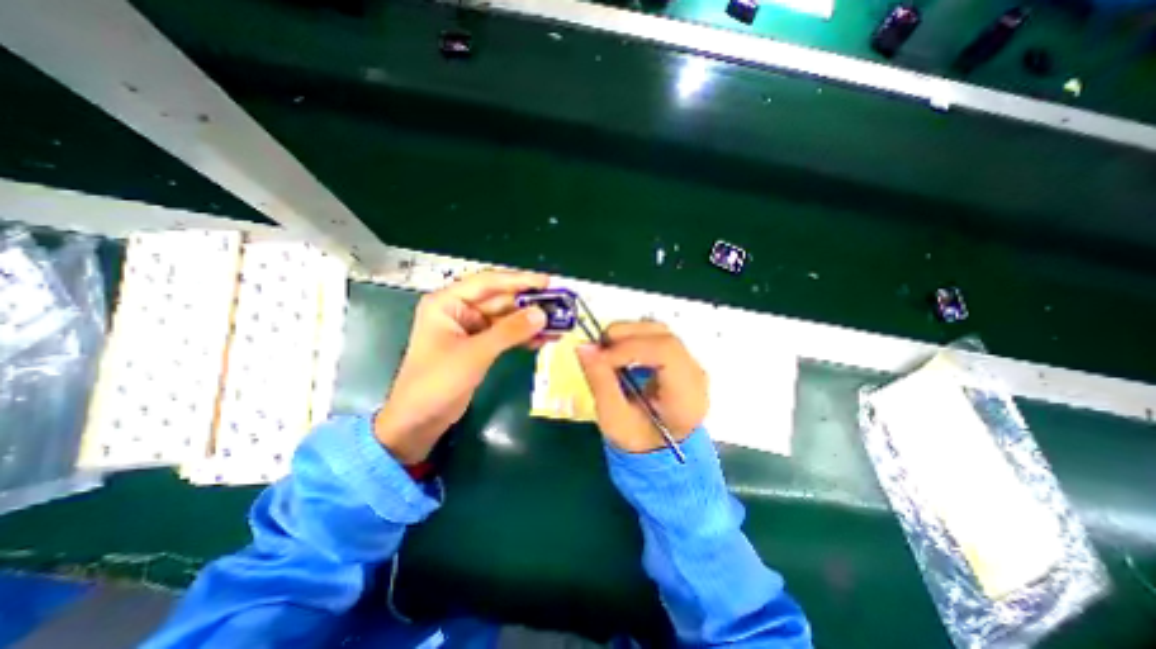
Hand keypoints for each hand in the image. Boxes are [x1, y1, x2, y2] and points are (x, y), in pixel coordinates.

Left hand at [373, 271, 546, 463]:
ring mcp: (469, 328)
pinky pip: (505, 335)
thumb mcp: (475, 354)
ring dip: (529, 322)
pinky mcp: (478, 345)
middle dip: (529, 304)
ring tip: (558, 324)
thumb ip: (509, 332)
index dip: (519, 280)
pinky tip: (543, 339)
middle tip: (559, 305)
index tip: (548, 282)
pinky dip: (523, 337)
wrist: (418, 421)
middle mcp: (459, 310)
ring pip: (506, 318)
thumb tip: (542, 314)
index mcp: (447, 302)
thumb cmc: (437, 382)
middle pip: (500, 300)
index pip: (489, 283)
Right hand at [577, 322, 708, 453]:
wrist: (659, 449)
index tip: (600, 357)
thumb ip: (600, 382)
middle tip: (598, 347)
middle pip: (664, 336)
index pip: (666, 352)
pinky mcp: (678, 357)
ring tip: (606, 349)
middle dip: (626, 335)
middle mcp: (695, 374)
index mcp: (686, 397)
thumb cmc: (638, 440)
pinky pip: (656, 336)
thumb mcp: (614, 420)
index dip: (630, 347)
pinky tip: (618, 351)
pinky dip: (633, 337)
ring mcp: (689, 363)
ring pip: (660, 330)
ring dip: (628, 333)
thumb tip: (584, 346)